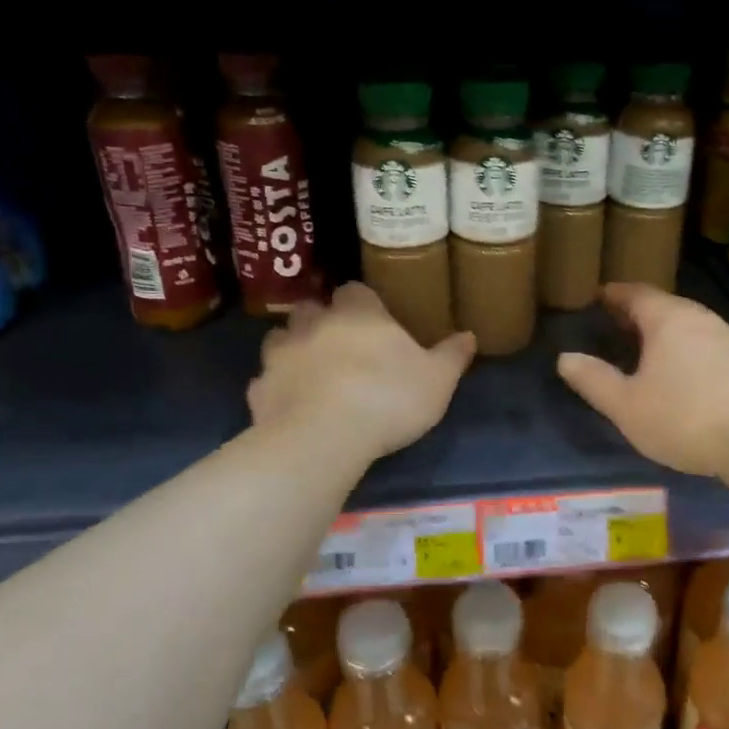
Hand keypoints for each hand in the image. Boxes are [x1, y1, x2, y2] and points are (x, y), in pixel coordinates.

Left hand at [249, 283, 475, 461]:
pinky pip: (266, 381)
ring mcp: (280, 355)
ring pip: (281, 338)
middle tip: (341, 344)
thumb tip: (469, 335)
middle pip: (312, 308)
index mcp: (359, 314)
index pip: (355, 290)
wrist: (323, 438)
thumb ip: (452, 355)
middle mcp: (315, 324)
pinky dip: (277, 388)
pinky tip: (291, 405)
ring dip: (294, 348)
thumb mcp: (438, 380)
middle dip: (322, 320)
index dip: (363, 303)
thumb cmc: (388, 399)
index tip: (374, 320)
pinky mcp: (259, 390)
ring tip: (312, 370)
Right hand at [557, 283, 728, 477]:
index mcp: (668, 319)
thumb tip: (566, 358)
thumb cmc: (683, 418)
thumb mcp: (626, 406)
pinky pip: (707, 344)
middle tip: (616, 325)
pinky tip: (683, 373)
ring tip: (646, 350)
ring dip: (665, 332)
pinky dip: (687, 348)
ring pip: (688, 325)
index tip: (598, 297)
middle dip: (638, 313)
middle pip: (664, 306)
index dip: (614, 294)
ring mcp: (728, 337)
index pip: (635, 293)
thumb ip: (594, 380)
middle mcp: (700, 318)